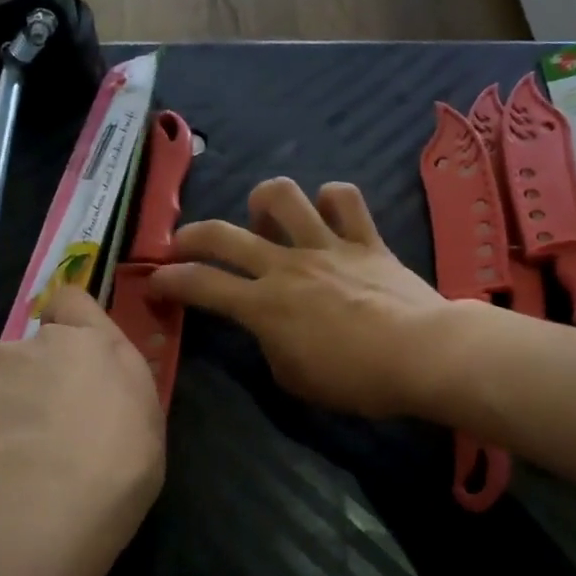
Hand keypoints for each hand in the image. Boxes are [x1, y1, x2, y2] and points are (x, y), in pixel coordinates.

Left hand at [0, 286, 164, 522]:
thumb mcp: (145, 416)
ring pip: (1, 377)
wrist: (58, 489)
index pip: (72, 300)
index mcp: (96, 342)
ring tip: (21, 448)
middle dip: (40, 373)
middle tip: (52, 420)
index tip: (72, 349)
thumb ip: (118, 389)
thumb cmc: (123, 455)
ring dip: (10, 400)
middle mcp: (45, 341)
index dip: (68, 319)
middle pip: (36, 346)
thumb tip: (104, 393)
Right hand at [147, 179, 453, 418]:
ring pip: (282, 196)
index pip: (200, 286)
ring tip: (264, 219)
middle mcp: (286, 265)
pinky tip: (328, 214)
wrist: (421, 355)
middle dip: (191, 235)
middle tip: (182, 243)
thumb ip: (272, 348)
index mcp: (263, 306)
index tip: (154, 281)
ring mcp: (326, 246)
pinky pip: (345, 199)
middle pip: (223, 234)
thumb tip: (273, 330)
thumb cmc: (355, 380)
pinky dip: (332, 201)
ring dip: (264, 202)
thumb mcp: (295, 380)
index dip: (169, 281)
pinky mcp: (365, 240)